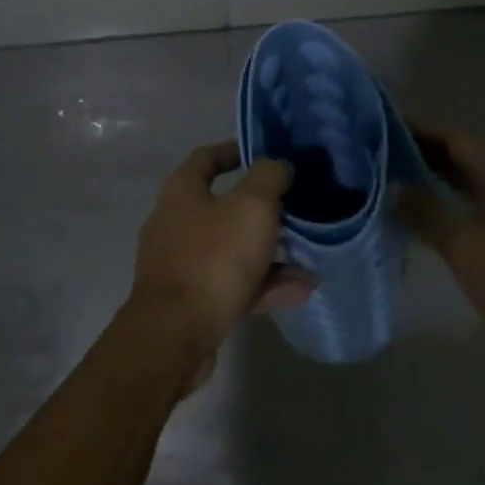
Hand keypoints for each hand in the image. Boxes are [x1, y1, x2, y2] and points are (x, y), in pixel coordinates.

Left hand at [130, 142, 307, 366]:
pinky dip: (265, 284)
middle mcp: (176, 222)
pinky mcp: (192, 301)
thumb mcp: (251, 206)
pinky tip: (302, 290)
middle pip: (223, 206)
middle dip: (261, 208)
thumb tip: (276, 165)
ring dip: (270, 252)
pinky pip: (234, 284)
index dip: (234, 151)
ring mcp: (182, 264)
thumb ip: (268, 178)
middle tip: (296, 208)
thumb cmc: (213, 257)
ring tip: (309, 256)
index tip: (264, 154)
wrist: (176, 333)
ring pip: (232, 249)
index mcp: (182, 191)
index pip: (206, 158)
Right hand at [399, 125, 484, 373]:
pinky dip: (435, 215)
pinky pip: (461, 221)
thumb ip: (428, 213)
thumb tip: (393, 187)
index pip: (457, 141)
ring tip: (384, 185)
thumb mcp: (467, 245)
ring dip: (425, 184)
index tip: (383, 125)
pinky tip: (411, 227)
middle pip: (458, 163)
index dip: (422, 129)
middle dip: (419, 154)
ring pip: (459, 192)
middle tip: (374, 155)